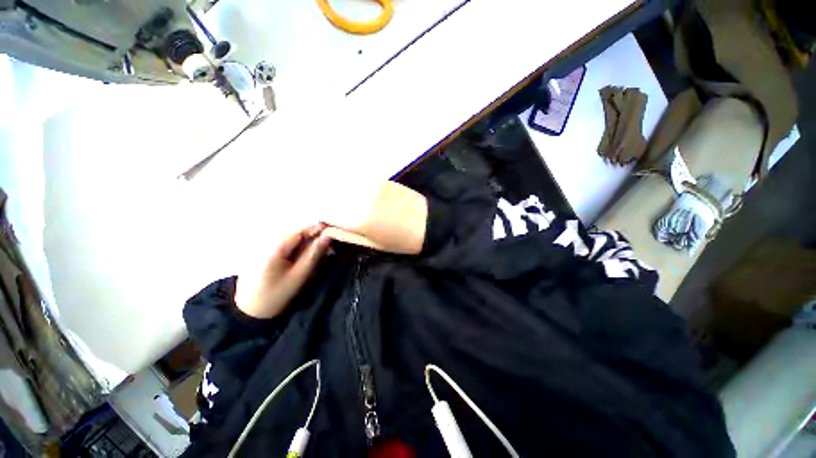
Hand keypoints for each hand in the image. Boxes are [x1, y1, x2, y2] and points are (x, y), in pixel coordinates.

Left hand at [234, 225, 330, 318]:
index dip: (317, 231)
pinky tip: (304, 258)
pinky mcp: (264, 254)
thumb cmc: (276, 294)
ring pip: (292, 240)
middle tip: (328, 248)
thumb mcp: (299, 276)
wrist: (250, 311)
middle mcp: (268, 243)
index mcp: (275, 248)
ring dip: (307, 244)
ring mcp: (264, 248)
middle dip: (313, 238)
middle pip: (296, 234)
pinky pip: (286, 246)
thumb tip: (327, 237)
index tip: (332, 235)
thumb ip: (313, 255)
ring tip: (319, 254)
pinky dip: (298, 250)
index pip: (299, 232)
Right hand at [321, 181, 427, 254]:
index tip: (323, 219)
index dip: (321, 215)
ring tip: (337, 195)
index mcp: (358, 220)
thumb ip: (347, 235)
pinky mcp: (382, 180)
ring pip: (343, 182)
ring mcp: (372, 186)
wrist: (429, 224)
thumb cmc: (401, 241)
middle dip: (325, 200)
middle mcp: (361, 199)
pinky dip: (350, 179)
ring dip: (335, 187)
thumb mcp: (373, 245)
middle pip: (330, 194)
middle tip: (329, 207)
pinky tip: (351, 186)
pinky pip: (359, 176)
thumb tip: (326, 229)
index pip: (326, 212)